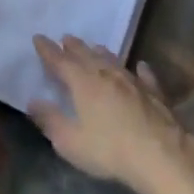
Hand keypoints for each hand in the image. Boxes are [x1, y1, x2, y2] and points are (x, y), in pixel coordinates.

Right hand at [28, 35, 193, 193]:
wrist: (160, 155)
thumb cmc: (109, 149)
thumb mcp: (70, 141)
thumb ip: (50, 120)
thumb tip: (32, 102)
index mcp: (83, 82)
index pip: (60, 61)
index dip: (47, 50)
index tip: (38, 38)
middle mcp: (107, 75)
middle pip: (86, 55)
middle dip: (73, 46)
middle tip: (65, 38)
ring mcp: (133, 82)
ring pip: (113, 61)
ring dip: (101, 53)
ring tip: (94, 47)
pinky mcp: (154, 93)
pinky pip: (144, 76)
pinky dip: (139, 70)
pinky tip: (140, 66)